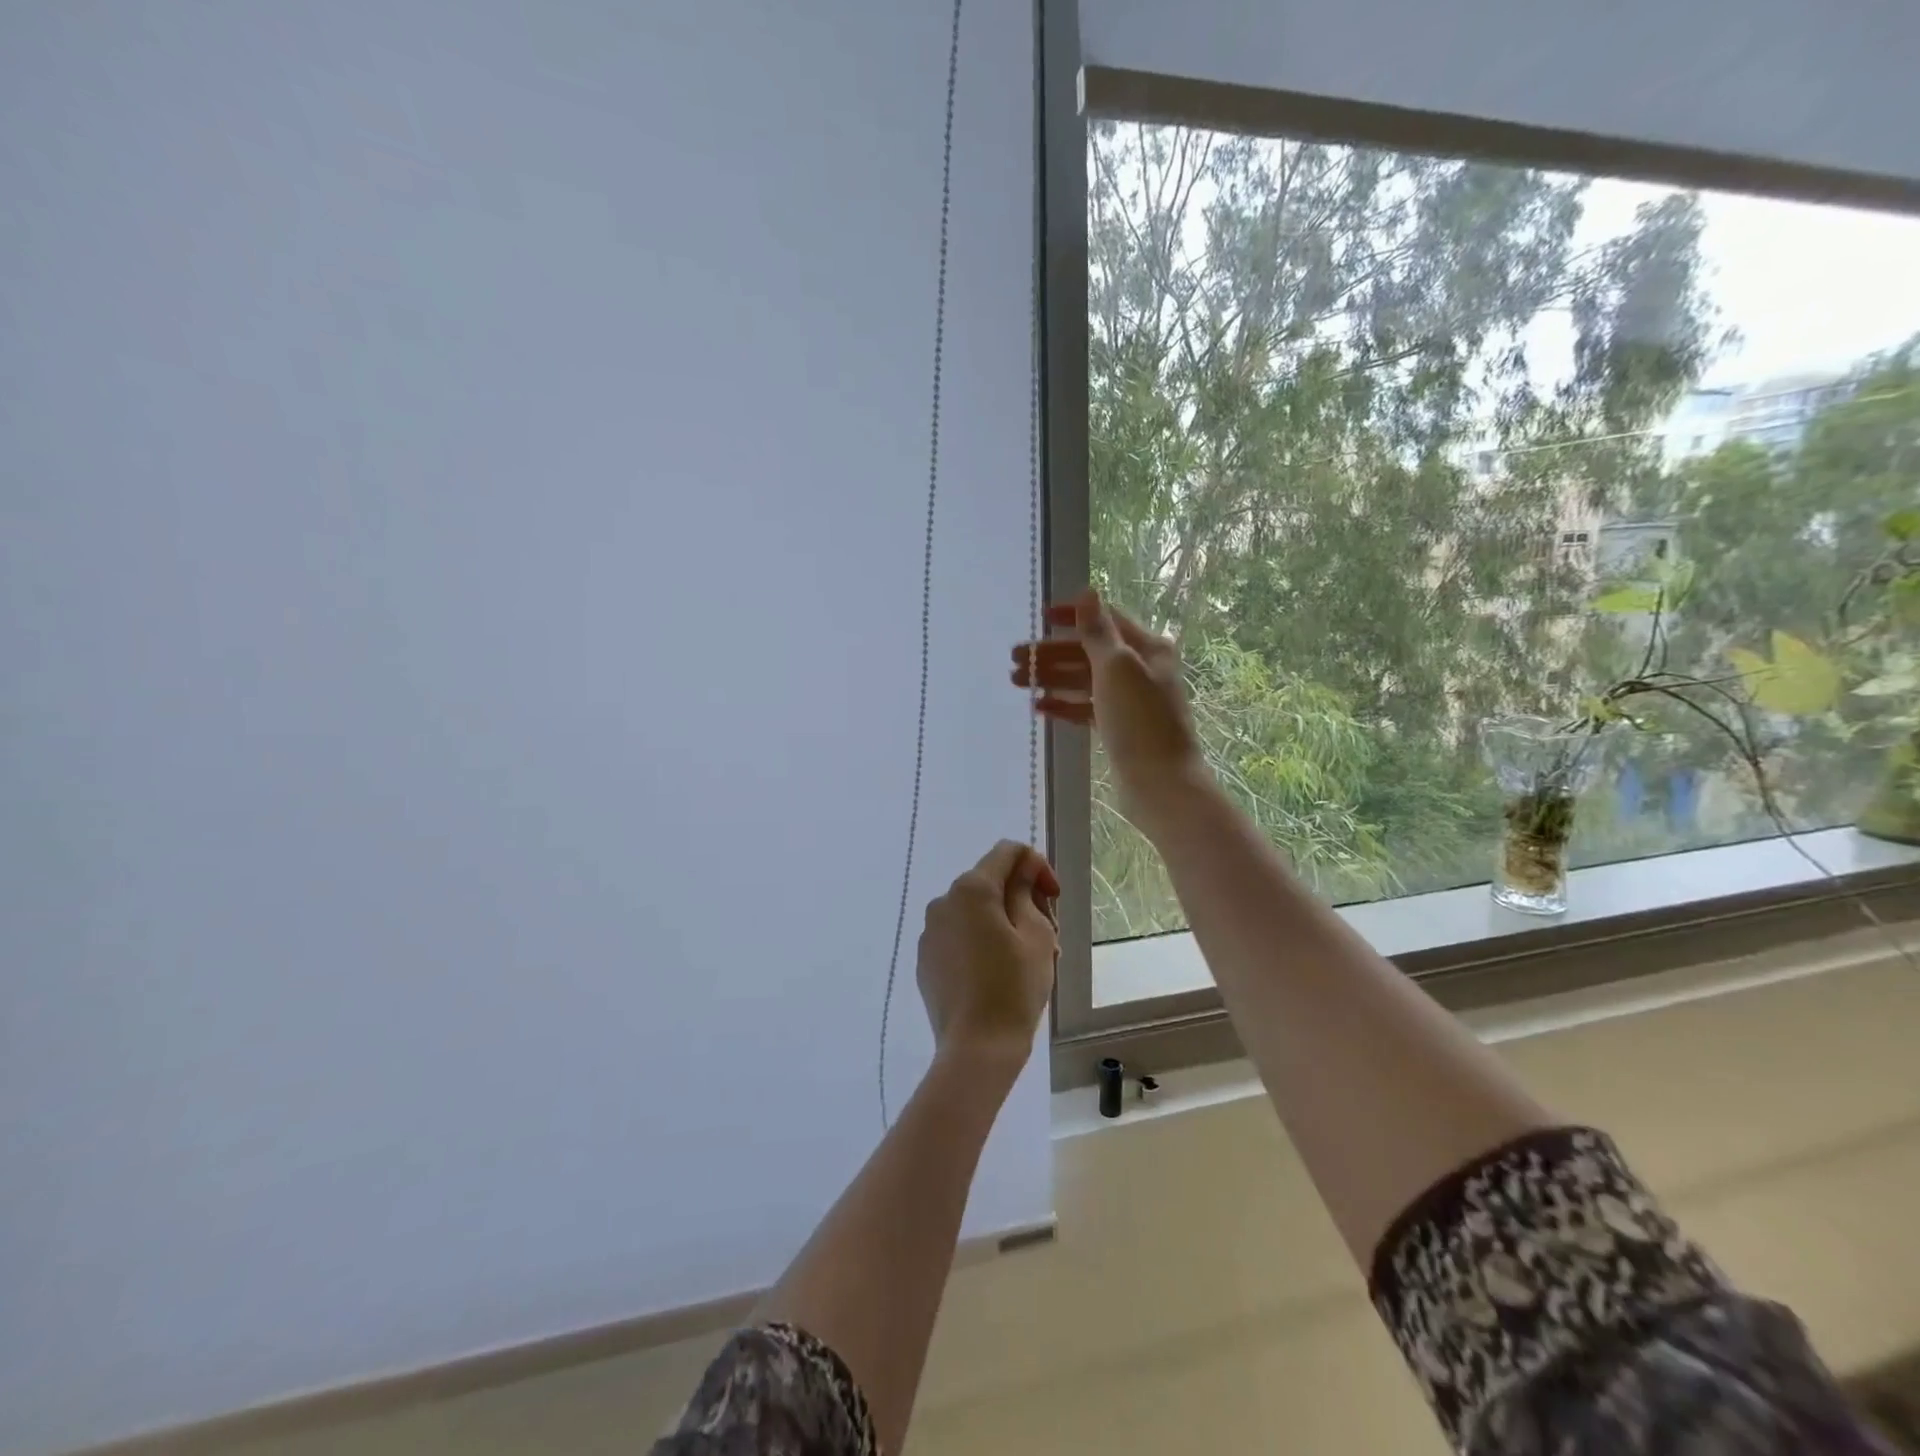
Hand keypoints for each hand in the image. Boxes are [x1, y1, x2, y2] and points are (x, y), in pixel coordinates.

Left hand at [917, 841, 1058, 1070]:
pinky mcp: (925, 960)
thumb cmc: (1014, 988)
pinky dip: (979, 941)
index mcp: (971, 889)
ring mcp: (929, 932)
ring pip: (973, 911)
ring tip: (1026, 958)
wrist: (976, 1050)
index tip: (1053, 898)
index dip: (1037, 866)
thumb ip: (1027, 893)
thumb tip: (1022, 873)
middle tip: (1048, 933)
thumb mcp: (1037, 935)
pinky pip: (957, 936)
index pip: (1007, 852)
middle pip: (989, 882)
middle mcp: (943, 902)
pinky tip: (997, 973)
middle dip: (1021, 898)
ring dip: (1001, 921)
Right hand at [1011, 588, 1209, 826]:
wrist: (1161, 784)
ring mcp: (1129, 700)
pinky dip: (1063, 704)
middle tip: (1015, 659)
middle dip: (1052, 653)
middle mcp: (1141, 669)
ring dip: (1052, 678)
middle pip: (1089, 652)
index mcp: (1147, 648)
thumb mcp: (1116, 668)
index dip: (1072, 616)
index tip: (1039, 617)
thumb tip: (1088, 591)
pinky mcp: (1119, 727)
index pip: (1105, 620)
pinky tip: (1039, 706)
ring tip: (1017, 682)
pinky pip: (1086, 708)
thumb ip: (1097, 631)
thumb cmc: (1140, 720)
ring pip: (1084, 681)